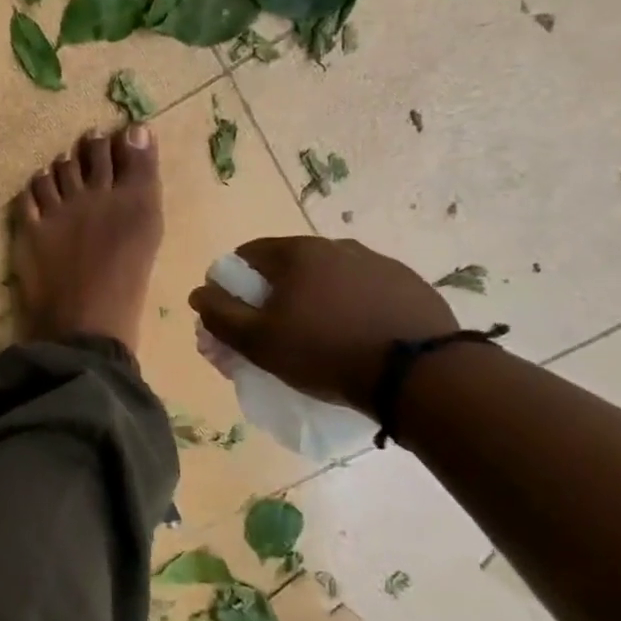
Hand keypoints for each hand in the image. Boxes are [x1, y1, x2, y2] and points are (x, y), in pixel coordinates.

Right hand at [187, 237, 455, 413]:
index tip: (238, 318)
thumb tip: (199, 292)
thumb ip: (221, 314)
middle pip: (289, 266)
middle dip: (275, 295)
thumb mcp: (260, 342)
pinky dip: (352, 307)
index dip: (233, 285)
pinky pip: (365, 291)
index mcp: (297, 252)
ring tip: (321, 340)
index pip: (247, 255)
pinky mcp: (409, 284)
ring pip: (329, 278)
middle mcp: (336, 245)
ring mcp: (378, 262)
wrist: (420, 374)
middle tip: (277, 334)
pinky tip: (358, 338)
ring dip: (315, 300)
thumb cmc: (326, 353)